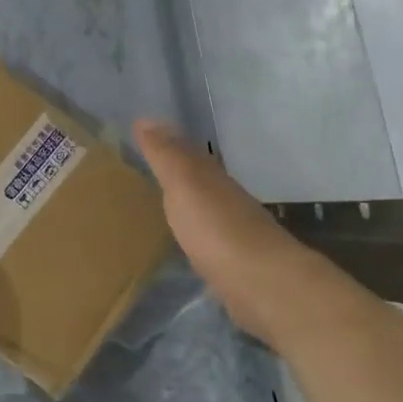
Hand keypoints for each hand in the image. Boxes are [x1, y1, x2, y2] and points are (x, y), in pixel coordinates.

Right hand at [134, 119, 290, 338]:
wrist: (260, 283)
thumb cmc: (216, 228)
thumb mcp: (185, 183)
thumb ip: (166, 155)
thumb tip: (145, 118)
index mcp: (213, 178)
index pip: (187, 152)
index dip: (166, 142)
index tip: (142, 133)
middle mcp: (226, 199)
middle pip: (198, 179)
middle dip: (177, 171)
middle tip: (147, 165)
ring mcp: (232, 232)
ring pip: (204, 208)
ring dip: (186, 202)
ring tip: (160, 202)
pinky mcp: (233, 263)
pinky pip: (206, 238)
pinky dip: (194, 232)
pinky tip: (185, 241)